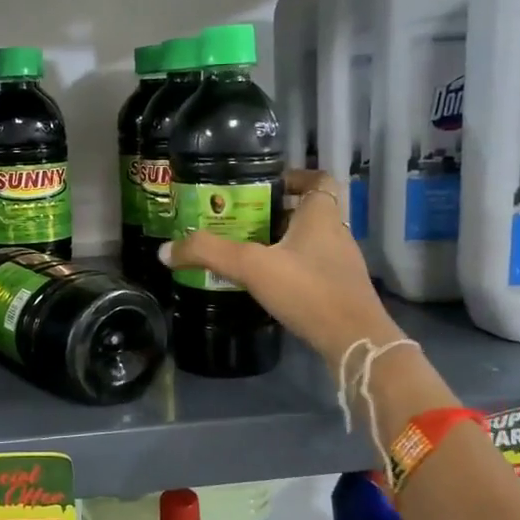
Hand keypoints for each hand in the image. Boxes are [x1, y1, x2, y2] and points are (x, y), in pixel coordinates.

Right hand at [162, 169, 401, 364]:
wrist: (354, 342)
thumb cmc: (309, 291)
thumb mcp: (252, 266)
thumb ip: (209, 253)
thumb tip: (165, 250)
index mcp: (322, 215)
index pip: (319, 179)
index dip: (295, 177)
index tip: (265, 185)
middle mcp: (336, 233)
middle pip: (308, 211)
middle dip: (276, 212)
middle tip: (241, 219)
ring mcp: (341, 264)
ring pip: (309, 241)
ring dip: (282, 242)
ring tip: (246, 251)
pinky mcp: (340, 291)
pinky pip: (311, 268)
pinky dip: (290, 269)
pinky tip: (267, 284)